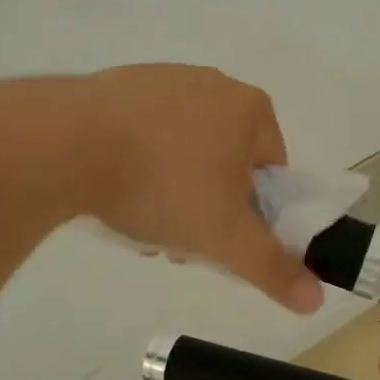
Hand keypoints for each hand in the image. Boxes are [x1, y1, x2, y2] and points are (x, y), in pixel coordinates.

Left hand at [71, 64, 323, 313]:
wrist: (64, 144)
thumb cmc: (162, 185)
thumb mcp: (224, 237)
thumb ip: (272, 268)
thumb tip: (316, 300)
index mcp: (251, 109)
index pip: (272, 171)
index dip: (252, 213)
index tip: (220, 235)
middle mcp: (214, 84)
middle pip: (227, 161)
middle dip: (208, 204)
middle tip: (178, 235)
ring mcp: (164, 79)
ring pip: (185, 149)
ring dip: (173, 189)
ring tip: (139, 217)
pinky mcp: (119, 84)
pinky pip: (146, 132)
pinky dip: (139, 161)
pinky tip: (114, 186)